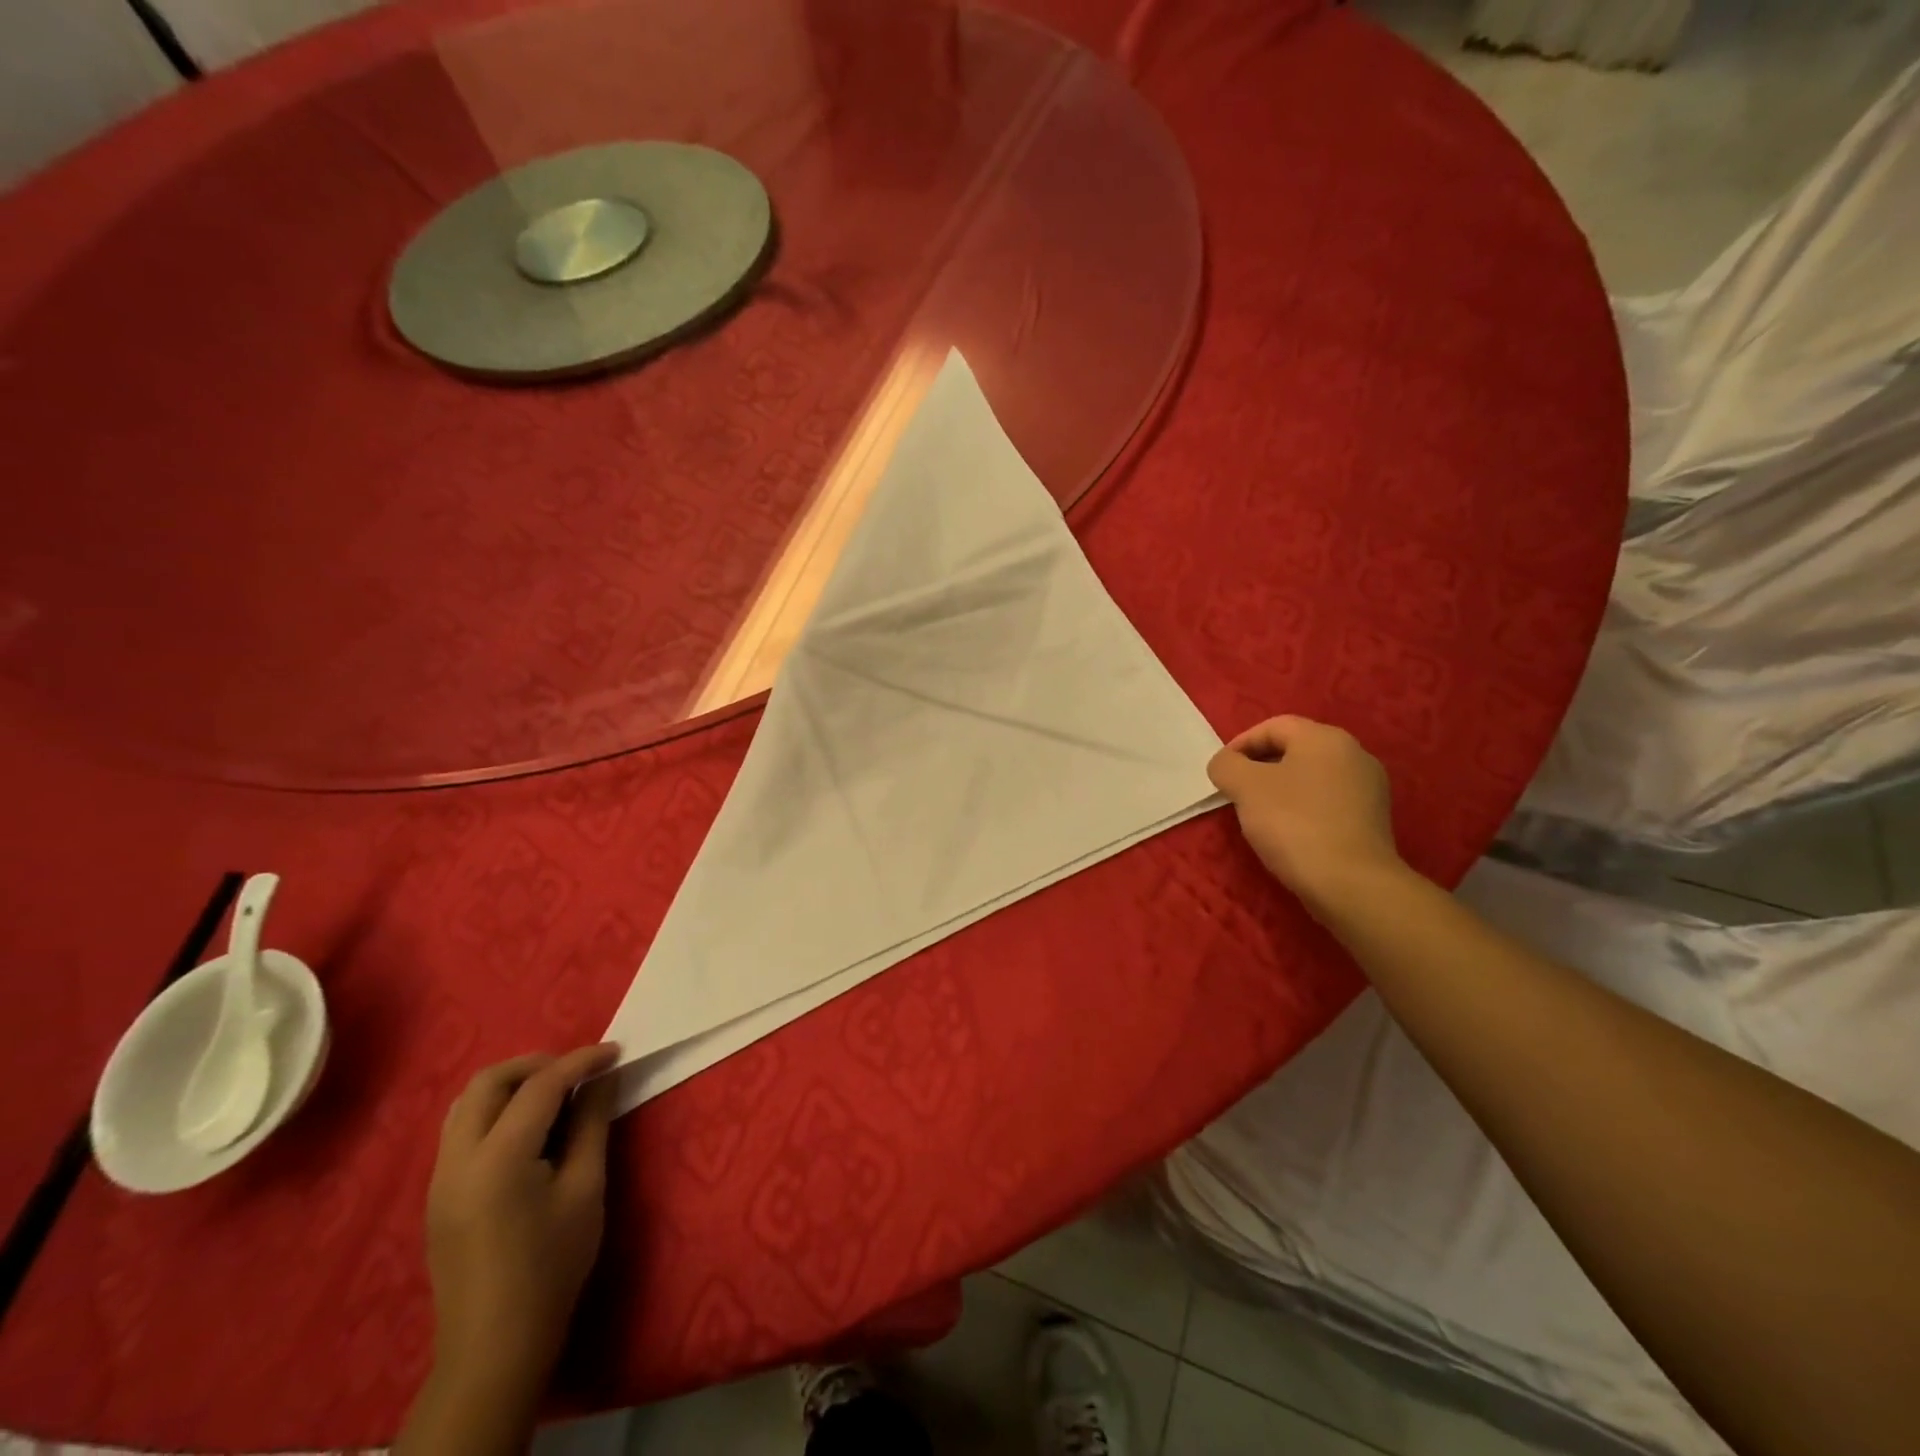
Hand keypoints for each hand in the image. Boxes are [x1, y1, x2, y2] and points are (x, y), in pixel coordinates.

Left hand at [425, 1044, 620, 1396]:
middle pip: (488, 1082)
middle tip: (579, 1072)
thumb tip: (604, 1077)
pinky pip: (462, 1129)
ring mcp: (440, 1178)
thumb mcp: (585, 1188)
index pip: (540, 1085)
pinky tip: (530, 1129)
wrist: (495, 1347)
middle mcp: (457, 1159)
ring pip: (467, 1102)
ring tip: (555, 1094)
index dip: (581, 1061)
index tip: (616, 1051)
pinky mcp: (438, 1194)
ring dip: (512, 1085)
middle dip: (537, 1064)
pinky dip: (496, 1110)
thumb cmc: (552, 1266)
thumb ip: (592, 1123)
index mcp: (497, 1159)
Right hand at [1207, 716, 1402, 917]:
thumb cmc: (1293, 824)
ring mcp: (1368, 787)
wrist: (1351, 883)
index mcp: (1324, 738)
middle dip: (1260, 768)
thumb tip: (1226, 765)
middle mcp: (1354, 753)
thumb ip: (1226, 765)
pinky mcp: (1372, 818)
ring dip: (1281, 789)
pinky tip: (1290, 833)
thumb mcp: (1244, 787)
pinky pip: (1327, 801)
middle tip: (1236, 794)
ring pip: (1311, 777)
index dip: (1240, 745)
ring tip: (1260, 816)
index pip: (1273, 727)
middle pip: (1294, 750)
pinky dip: (1303, 809)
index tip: (1222, 773)